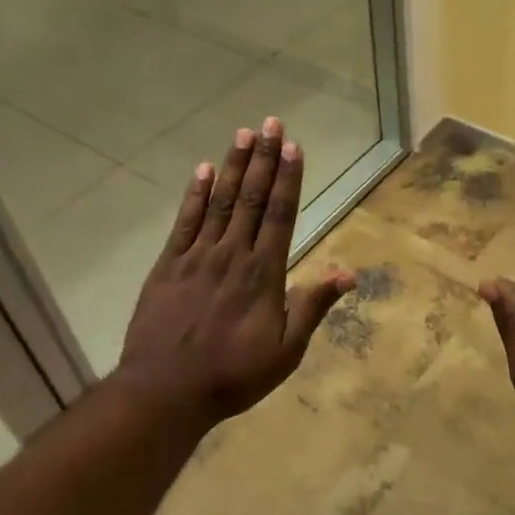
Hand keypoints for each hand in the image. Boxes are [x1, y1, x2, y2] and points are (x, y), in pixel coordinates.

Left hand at [115, 117, 354, 428]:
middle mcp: (232, 255)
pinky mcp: (168, 266)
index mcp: (263, 274)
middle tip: (270, 123)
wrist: (165, 392)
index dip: (287, 179)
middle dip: (263, 159)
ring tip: (242, 134)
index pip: (279, 215)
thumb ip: (313, 307)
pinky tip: (202, 171)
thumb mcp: (285, 351)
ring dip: (232, 166)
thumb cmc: (232, 375)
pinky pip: (184, 223)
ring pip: (219, 202)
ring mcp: (197, 257)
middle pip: (250, 199)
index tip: (292, 146)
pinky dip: (194, 195)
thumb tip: (349, 273)